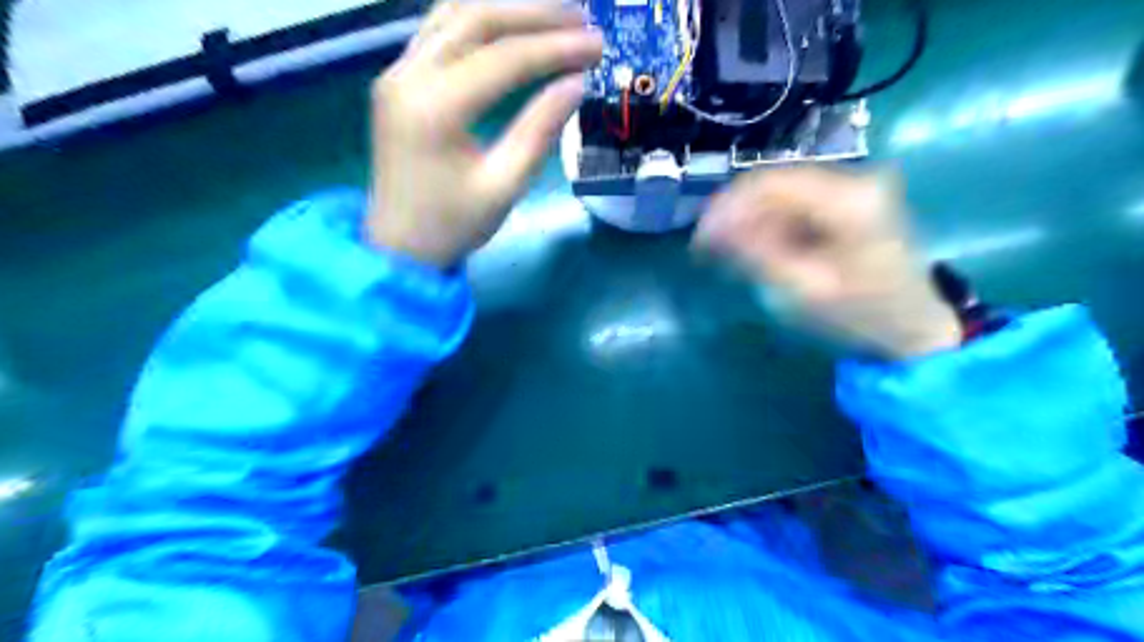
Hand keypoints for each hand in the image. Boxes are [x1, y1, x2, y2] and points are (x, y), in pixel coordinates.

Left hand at [366, 0, 601, 266]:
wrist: (398, 246)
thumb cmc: (453, 225)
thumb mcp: (505, 187)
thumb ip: (540, 131)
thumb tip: (577, 84)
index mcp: (435, 108)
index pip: (505, 58)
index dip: (557, 47)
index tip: (599, 47)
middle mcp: (408, 75)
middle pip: (478, 19)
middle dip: (536, 15)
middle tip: (584, 20)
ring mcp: (397, 71)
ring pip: (455, 14)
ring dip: (507, 8)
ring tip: (555, 15)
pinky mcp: (397, 78)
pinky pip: (439, 30)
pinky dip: (478, 19)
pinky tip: (509, 23)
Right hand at [691, 164, 958, 361]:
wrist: (914, 326)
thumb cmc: (861, 316)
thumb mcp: (803, 292)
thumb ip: (756, 255)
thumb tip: (711, 229)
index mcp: (849, 200)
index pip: (770, 185)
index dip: (727, 208)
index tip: (700, 239)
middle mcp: (855, 179)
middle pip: (774, 184)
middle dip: (735, 214)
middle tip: (707, 249)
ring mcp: (856, 185)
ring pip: (781, 191)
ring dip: (749, 219)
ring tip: (727, 253)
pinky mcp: (851, 197)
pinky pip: (796, 202)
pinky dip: (769, 223)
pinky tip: (756, 248)